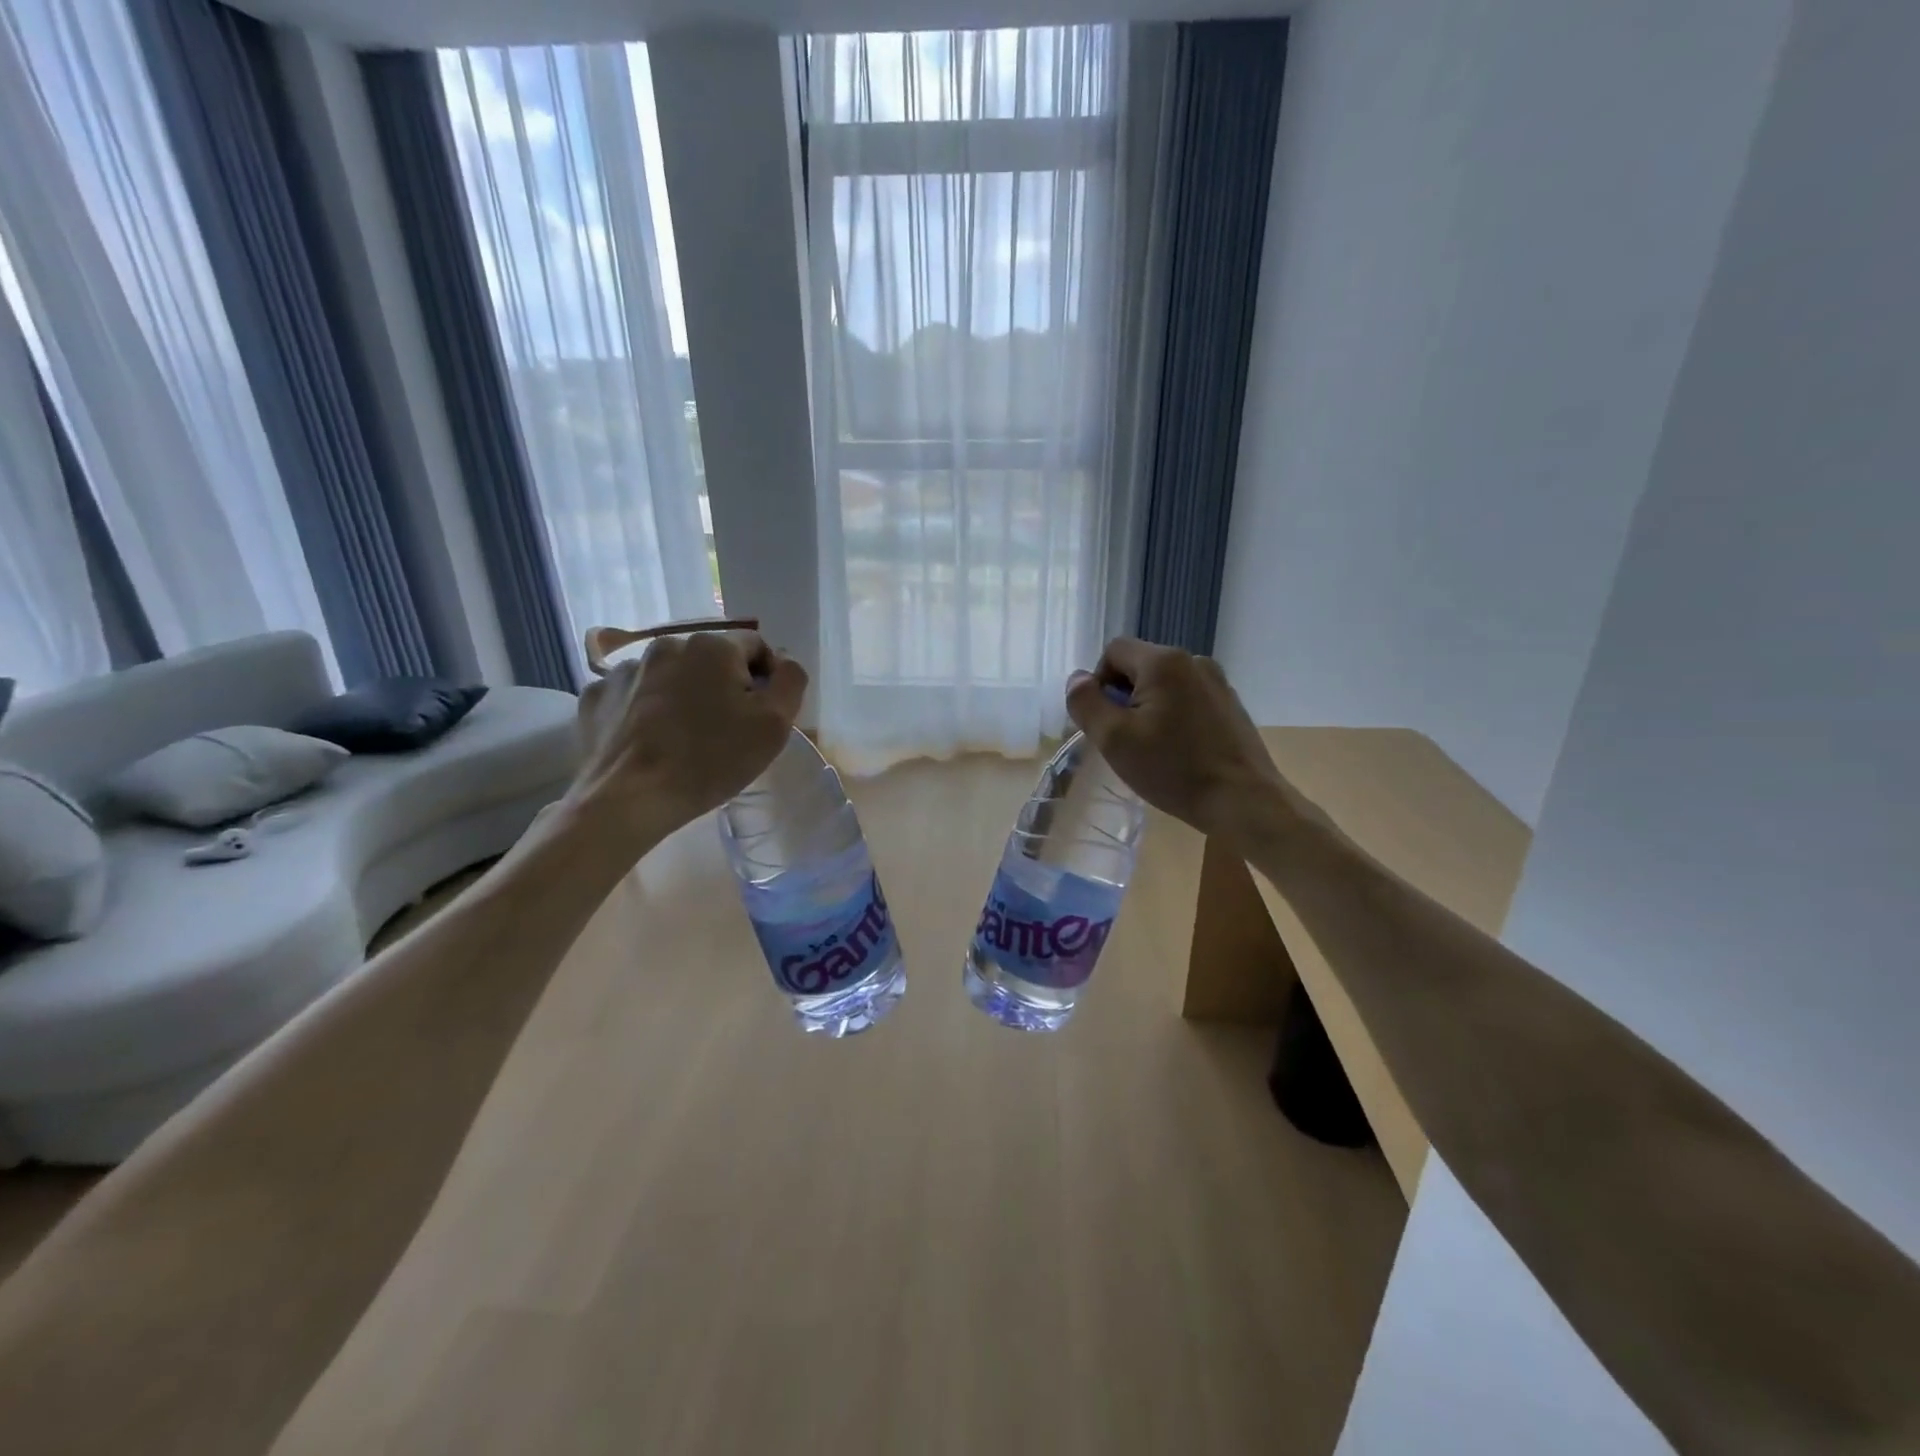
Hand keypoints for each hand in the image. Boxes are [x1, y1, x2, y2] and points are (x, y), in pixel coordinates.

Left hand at [567, 631, 807, 852]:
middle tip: (724, 730)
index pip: (756, 647)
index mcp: (713, 646)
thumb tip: (784, 662)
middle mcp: (667, 645)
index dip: (766, 680)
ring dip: (682, 696)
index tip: (760, 716)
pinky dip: (644, 710)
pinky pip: (632, 695)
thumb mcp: (774, 724)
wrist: (629, 798)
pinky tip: (649, 740)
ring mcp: (624, 669)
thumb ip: (791, 681)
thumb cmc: (712, 760)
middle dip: (722, 686)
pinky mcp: (595, 695)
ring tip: (683, 738)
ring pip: (670, 676)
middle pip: (710, 661)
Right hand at [1065, 638, 1312, 842]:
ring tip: (1151, 749)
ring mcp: (1218, 682)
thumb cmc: (1173, 769)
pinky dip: (1174, 717)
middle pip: (1140, 666)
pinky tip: (1179, 752)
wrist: (1244, 801)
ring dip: (1148, 708)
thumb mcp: (1114, 739)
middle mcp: (1194, 661)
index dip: (1098, 682)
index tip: (1103, 722)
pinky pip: (1188, 699)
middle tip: (1124, 740)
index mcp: (1164, 662)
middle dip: (1123, 697)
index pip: (1113, 651)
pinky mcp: (1231, 706)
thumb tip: (1077, 679)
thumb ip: (1087, 703)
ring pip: (1165, 684)